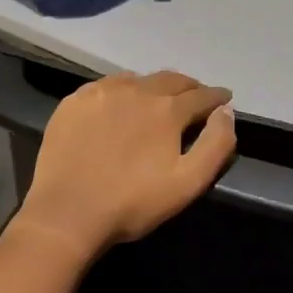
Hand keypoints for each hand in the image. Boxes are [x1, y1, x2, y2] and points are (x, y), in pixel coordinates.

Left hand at [14, 71, 235, 262]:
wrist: (66, 213)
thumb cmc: (132, 203)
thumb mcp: (188, 183)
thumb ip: (215, 144)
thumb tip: (226, 112)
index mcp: (167, 109)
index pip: (201, 95)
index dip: (216, 97)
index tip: (224, 99)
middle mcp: (137, 90)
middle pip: (171, 80)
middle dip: (189, 87)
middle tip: (196, 97)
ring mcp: (102, 91)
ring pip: (139, 79)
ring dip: (156, 86)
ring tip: (160, 99)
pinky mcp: (75, 100)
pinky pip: (108, 85)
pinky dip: (124, 89)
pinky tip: (121, 103)